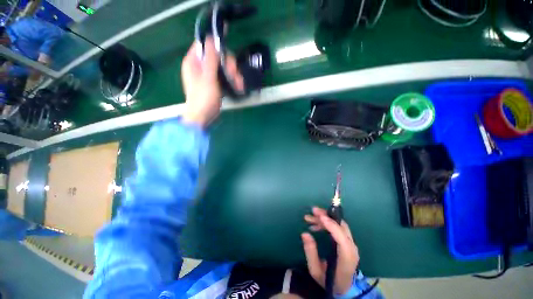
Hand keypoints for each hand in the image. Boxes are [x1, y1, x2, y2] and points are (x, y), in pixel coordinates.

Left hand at [180, 37, 243, 126]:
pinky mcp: (214, 83)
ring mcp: (207, 75)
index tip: (228, 54)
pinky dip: (231, 80)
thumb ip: (210, 59)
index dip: (217, 46)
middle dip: (229, 66)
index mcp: (193, 61)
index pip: (205, 45)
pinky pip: (224, 76)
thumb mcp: (207, 78)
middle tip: (236, 76)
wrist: (202, 117)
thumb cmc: (203, 99)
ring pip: (223, 67)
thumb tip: (212, 39)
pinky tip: (238, 87)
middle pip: (218, 57)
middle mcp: (200, 66)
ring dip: (233, 74)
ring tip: (239, 85)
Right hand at [302, 207, 358, 294]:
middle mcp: (352, 249)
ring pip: (339, 225)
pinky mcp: (347, 242)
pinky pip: (338, 228)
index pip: (342, 238)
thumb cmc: (329, 281)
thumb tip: (305, 233)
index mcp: (346, 258)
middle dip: (327, 216)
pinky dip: (327, 223)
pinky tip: (315, 226)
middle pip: (341, 227)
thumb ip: (310, 252)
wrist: (343, 288)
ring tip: (309, 218)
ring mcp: (351, 244)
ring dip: (325, 218)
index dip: (332, 225)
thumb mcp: (315, 270)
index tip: (320, 216)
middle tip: (313, 211)